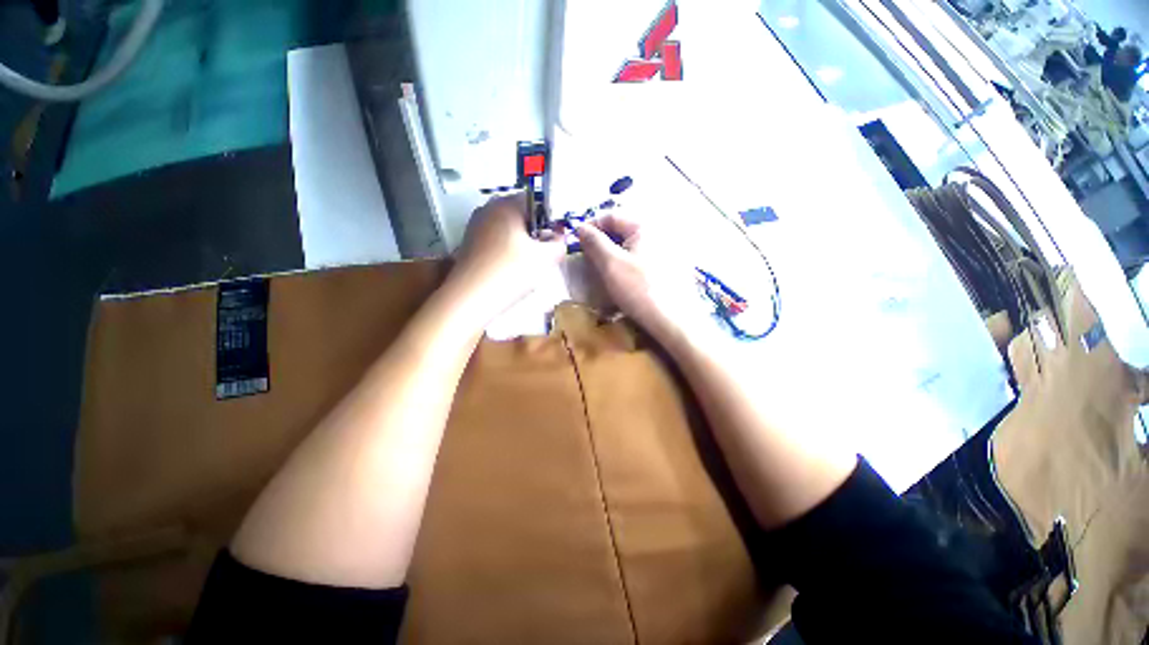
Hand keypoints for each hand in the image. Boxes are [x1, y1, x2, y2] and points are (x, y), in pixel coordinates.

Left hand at [449, 194, 565, 320]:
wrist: (470, 298)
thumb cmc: (511, 272)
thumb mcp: (546, 259)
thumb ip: (560, 243)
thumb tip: (559, 236)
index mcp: (506, 204)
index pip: (536, 200)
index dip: (550, 219)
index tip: (555, 239)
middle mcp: (487, 208)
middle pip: (521, 214)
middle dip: (536, 231)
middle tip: (543, 253)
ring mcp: (475, 225)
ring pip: (508, 228)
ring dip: (522, 242)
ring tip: (527, 264)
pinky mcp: (468, 243)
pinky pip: (495, 239)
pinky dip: (507, 250)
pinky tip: (510, 269)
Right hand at [576, 212, 705, 344]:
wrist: (674, 321)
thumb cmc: (640, 290)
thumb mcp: (611, 264)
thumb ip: (594, 242)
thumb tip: (580, 226)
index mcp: (645, 225)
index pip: (611, 215)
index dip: (591, 226)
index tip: (576, 242)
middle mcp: (659, 231)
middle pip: (623, 230)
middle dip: (602, 242)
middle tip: (589, 259)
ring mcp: (668, 250)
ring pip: (632, 245)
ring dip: (614, 254)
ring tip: (604, 271)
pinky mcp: (671, 267)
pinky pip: (643, 258)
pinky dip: (629, 263)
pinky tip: (624, 280)